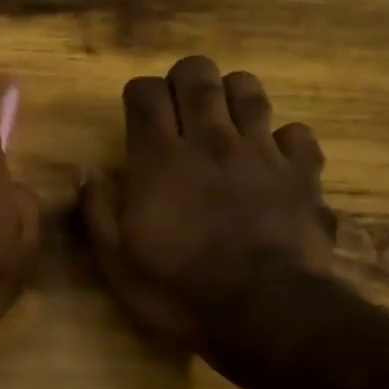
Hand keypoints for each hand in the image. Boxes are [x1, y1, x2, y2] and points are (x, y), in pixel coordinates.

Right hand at [80, 55, 336, 347]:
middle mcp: (211, 140)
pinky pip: (296, 133)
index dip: (138, 95)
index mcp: (160, 159)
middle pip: (197, 76)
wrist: (264, 312)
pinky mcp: (303, 172)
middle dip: (183, 80)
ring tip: (223, 120)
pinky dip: (283, 138)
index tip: (136, 115)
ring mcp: (262, 152)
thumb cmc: (179, 290)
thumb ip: (97, 212)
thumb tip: (85, 171)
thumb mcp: (117, 263)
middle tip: (178, 107)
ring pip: (249, 90)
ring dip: (231, 95)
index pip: (146, 94)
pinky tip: (273, 158)